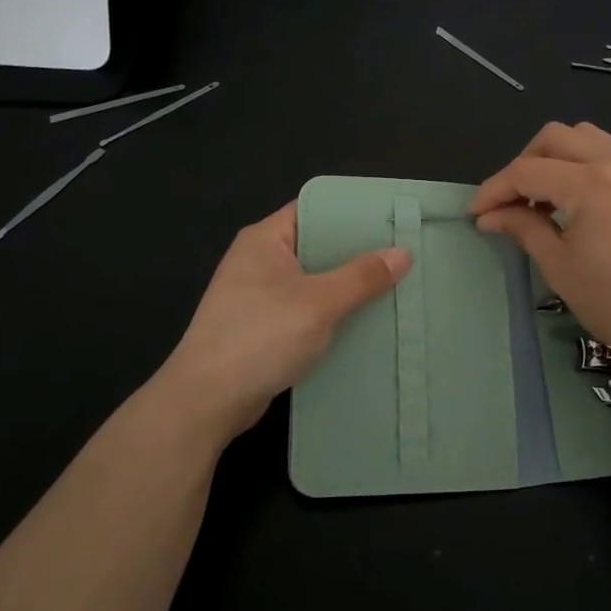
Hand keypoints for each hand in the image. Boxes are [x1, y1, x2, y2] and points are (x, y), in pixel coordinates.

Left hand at [154, 202, 410, 445]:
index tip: (392, 220)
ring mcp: (258, 295)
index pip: (314, 209)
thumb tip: (403, 253)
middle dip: (358, 253)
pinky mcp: (263, 327)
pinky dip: (332, 313)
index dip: (353, 212)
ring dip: (347, 287)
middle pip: (317, 245)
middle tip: (403, 255)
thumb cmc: (260, 337)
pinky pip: (306, 309)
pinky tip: (365, 322)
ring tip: (394, 286)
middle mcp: (259, 260)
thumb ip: (362, 277)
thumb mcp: (319, 302)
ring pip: (314, 281)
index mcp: (265, 239)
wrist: (207, 401)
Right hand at [471, 122, 610, 372]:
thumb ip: (523, 228)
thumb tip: (490, 216)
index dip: (494, 190)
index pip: (526, 172)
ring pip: (587, 137)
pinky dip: (587, 164)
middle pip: (554, 137)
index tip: (476, 213)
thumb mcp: (559, 266)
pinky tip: (581, 200)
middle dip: (523, 164)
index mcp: (590, 184)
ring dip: (556, 157)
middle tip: (511, 201)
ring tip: (547, 196)